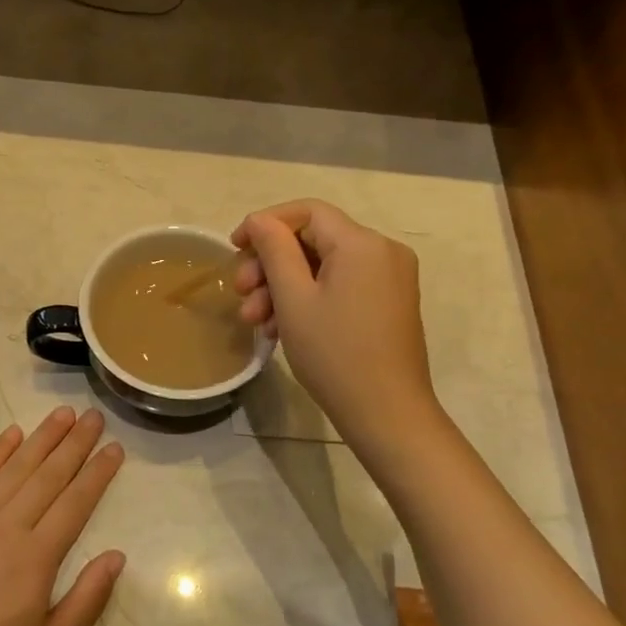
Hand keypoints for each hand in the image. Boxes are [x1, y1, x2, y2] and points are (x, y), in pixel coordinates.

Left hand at [0, 407, 125, 625]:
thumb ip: (88, 600)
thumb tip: (117, 556)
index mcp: (37, 556)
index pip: (76, 501)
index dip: (98, 472)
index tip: (114, 446)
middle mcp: (7, 525)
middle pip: (48, 474)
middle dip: (75, 443)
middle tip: (94, 415)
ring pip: (15, 467)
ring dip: (41, 437)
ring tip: (62, 414)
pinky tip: (12, 434)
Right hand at [231, 200, 440, 443]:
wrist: (387, 415)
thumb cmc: (335, 354)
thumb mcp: (293, 299)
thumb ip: (274, 250)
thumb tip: (260, 220)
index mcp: (362, 243)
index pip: (306, 211)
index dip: (266, 223)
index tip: (235, 248)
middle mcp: (383, 251)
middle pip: (313, 239)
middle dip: (270, 264)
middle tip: (240, 292)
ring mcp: (390, 278)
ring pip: (323, 266)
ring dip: (284, 286)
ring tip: (255, 321)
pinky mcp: (389, 302)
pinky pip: (340, 285)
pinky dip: (309, 298)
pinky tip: (280, 327)